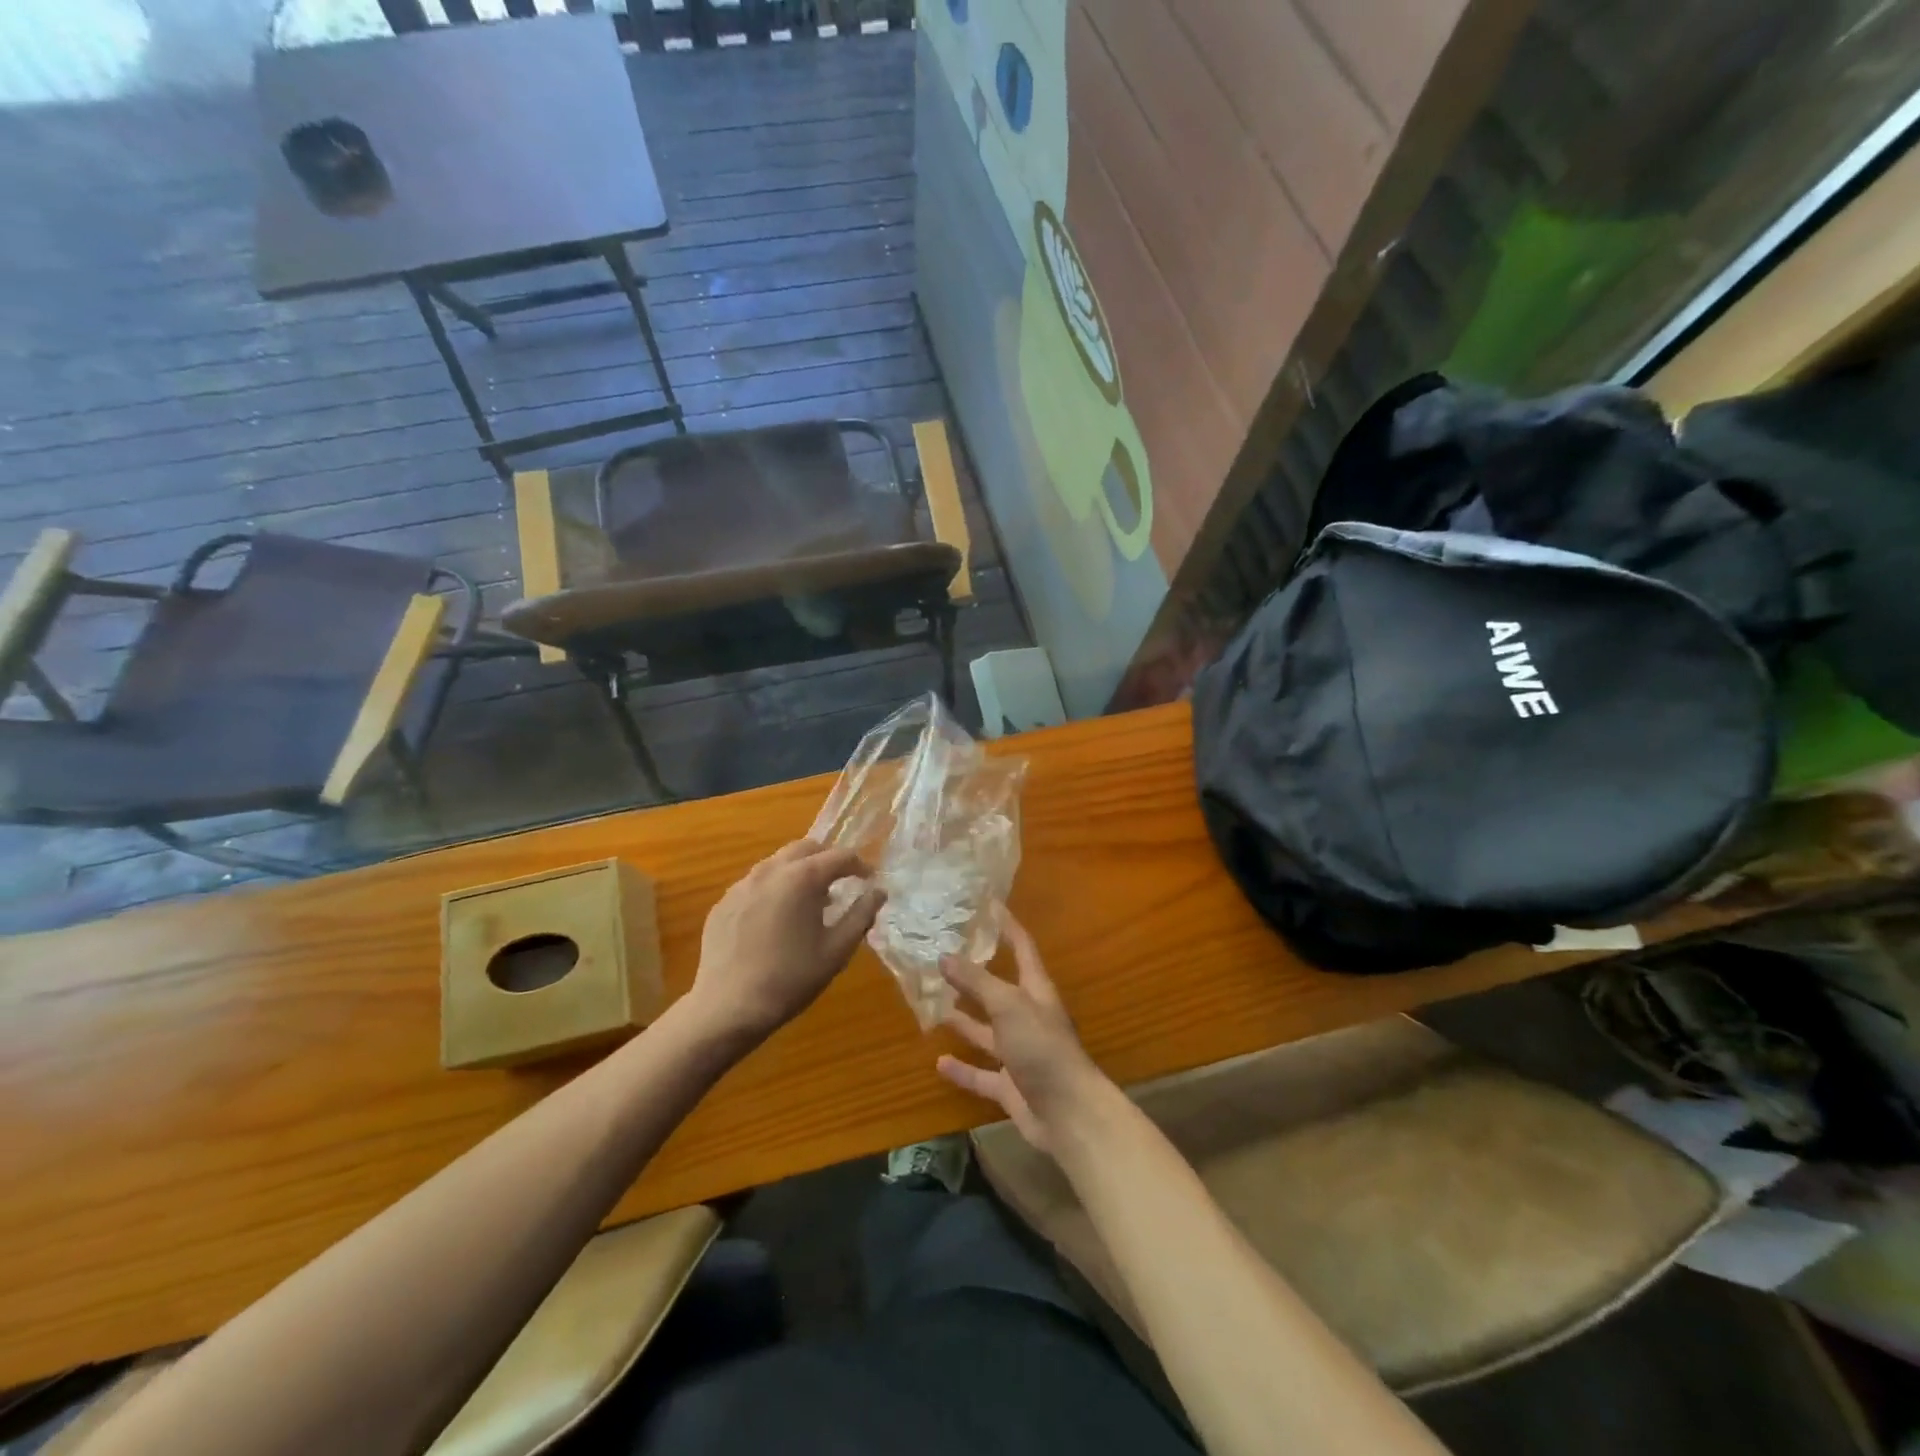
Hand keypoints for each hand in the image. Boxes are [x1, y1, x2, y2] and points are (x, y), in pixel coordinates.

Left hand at [687, 841, 882, 1042]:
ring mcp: (742, 885)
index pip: (839, 856)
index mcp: (802, 878)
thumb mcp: (837, 950)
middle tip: (840, 884)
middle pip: (805, 848)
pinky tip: (776, 920)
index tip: (869, 881)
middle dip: (827, 860)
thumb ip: (861, 915)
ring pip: (777, 863)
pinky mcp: (724, 902)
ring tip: (808, 902)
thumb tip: (878, 892)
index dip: (859, 866)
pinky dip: (774, 889)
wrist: (728, 1007)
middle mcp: (770, 870)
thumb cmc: (790, 979)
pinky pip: (755, 883)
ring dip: (799, 872)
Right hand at [936, 913, 1107, 1152]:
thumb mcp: (1008, 1005)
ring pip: (987, 1031)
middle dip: (975, 974)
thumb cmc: (1042, 1047)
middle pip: (999, 989)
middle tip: (943, 955)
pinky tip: (939, 1062)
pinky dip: (962, 1069)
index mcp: (1035, 990)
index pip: (1022, 947)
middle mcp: (1028, 1017)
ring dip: (964, 1019)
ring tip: (934, 1004)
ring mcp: (1019, 1052)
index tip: (987, 904)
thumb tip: (944, 956)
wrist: (1068, 1113)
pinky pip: (981, 1074)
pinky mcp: (1010, 1086)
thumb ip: (976, 981)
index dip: (1007, 925)